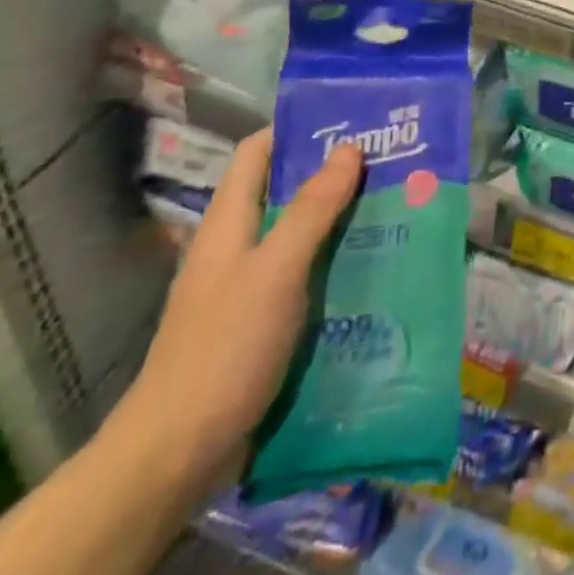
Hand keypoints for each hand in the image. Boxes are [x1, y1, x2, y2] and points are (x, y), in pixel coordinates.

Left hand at [107, 128, 362, 490]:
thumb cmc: (225, 347)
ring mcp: (249, 286)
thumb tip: (349, 147)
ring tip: (396, 208)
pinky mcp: (263, 323)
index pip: (258, 151)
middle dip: (334, 175)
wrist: (177, 455)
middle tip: (390, 163)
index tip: (351, 120)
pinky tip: (374, 268)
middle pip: (286, 191)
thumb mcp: (276, 269)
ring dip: (342, 221)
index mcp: (229, 221)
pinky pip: (305, 277)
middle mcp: (237, 245)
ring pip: (300, 235)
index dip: (297, 129)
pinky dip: (336, 265)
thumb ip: (312, 209)